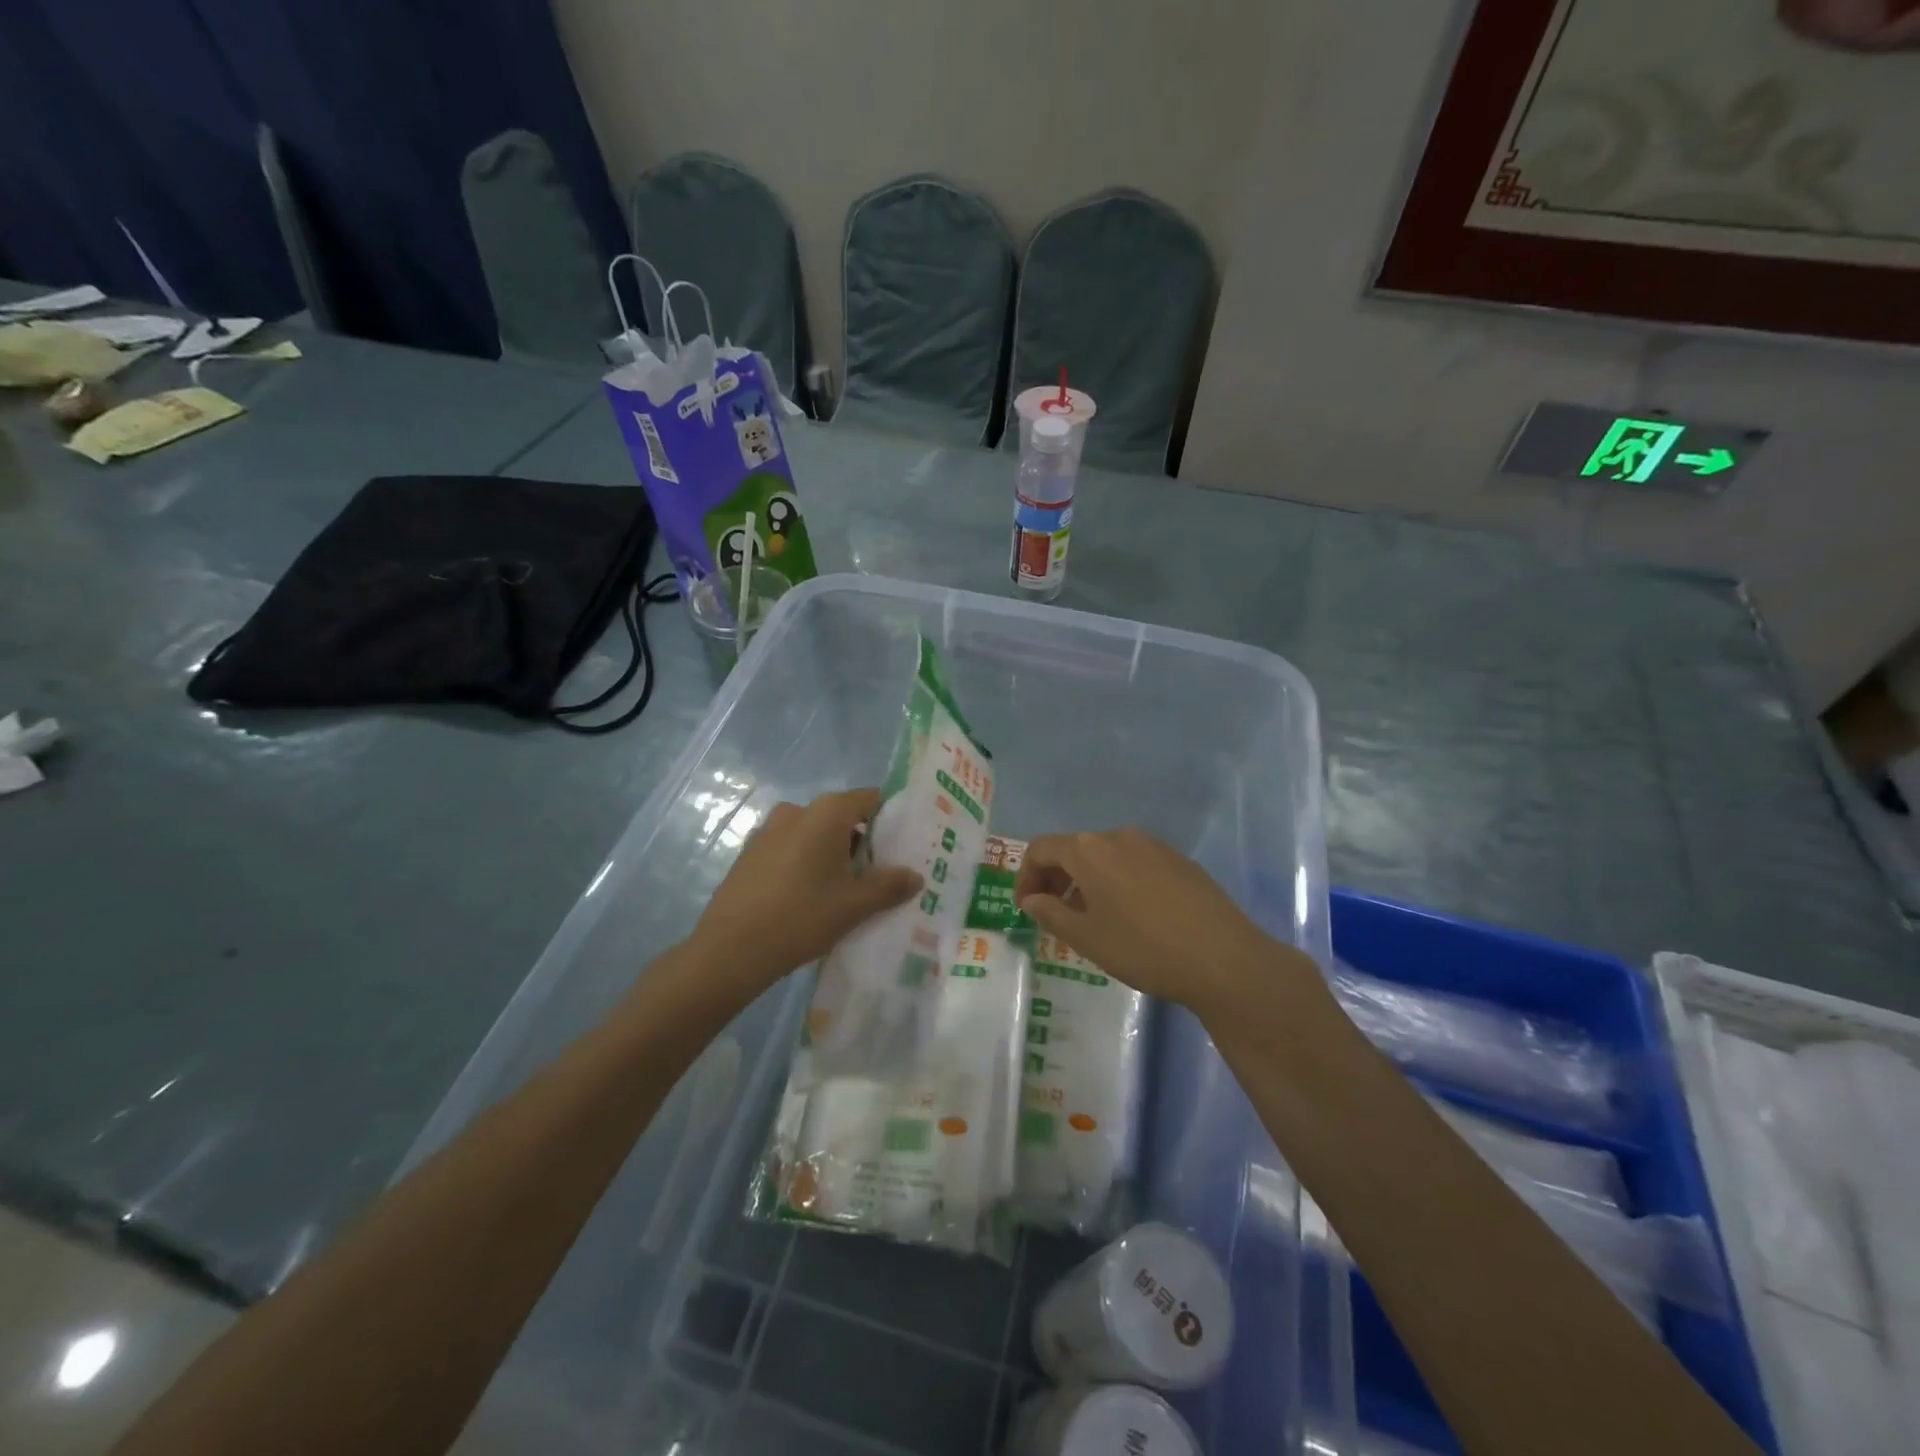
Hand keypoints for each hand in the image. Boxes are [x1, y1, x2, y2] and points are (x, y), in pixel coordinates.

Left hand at [686, 788, 922, 999]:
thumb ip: (889, 886)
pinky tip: (809, 897)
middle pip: (842, 816)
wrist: (730, 950)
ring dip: (833, 854)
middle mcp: (797, 810)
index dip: (890, 819)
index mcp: (826, 812)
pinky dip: (806, 863)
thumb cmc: (802, 917)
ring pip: (815, 834)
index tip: (902, 846)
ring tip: (845, 891)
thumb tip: (915, 876)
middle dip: (862, 842)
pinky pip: (791, 848)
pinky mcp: (750, 852)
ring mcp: (768, 830)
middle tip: (879, 875)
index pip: (869, 799)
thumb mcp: (855, 905)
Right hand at [1015, 828, 1313, 1015]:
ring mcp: (1154, 846)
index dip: (1026, 876)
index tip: (1026, 908)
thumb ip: (1052, 913)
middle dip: (1056, 878)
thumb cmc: (1142, 948)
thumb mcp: (1087, 938)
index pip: (1041, 849)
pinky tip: (1132, 915)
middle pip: (1074, 848)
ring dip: (1088, 880)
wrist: (1223, 958)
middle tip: (1054, 914)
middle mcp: (1119, 837)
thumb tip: (1032, 900)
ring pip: (1106, 856)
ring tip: (1092, 918)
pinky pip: (1136, 863)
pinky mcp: (1180, 860)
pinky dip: (1118, 880)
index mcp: (1089, 850)